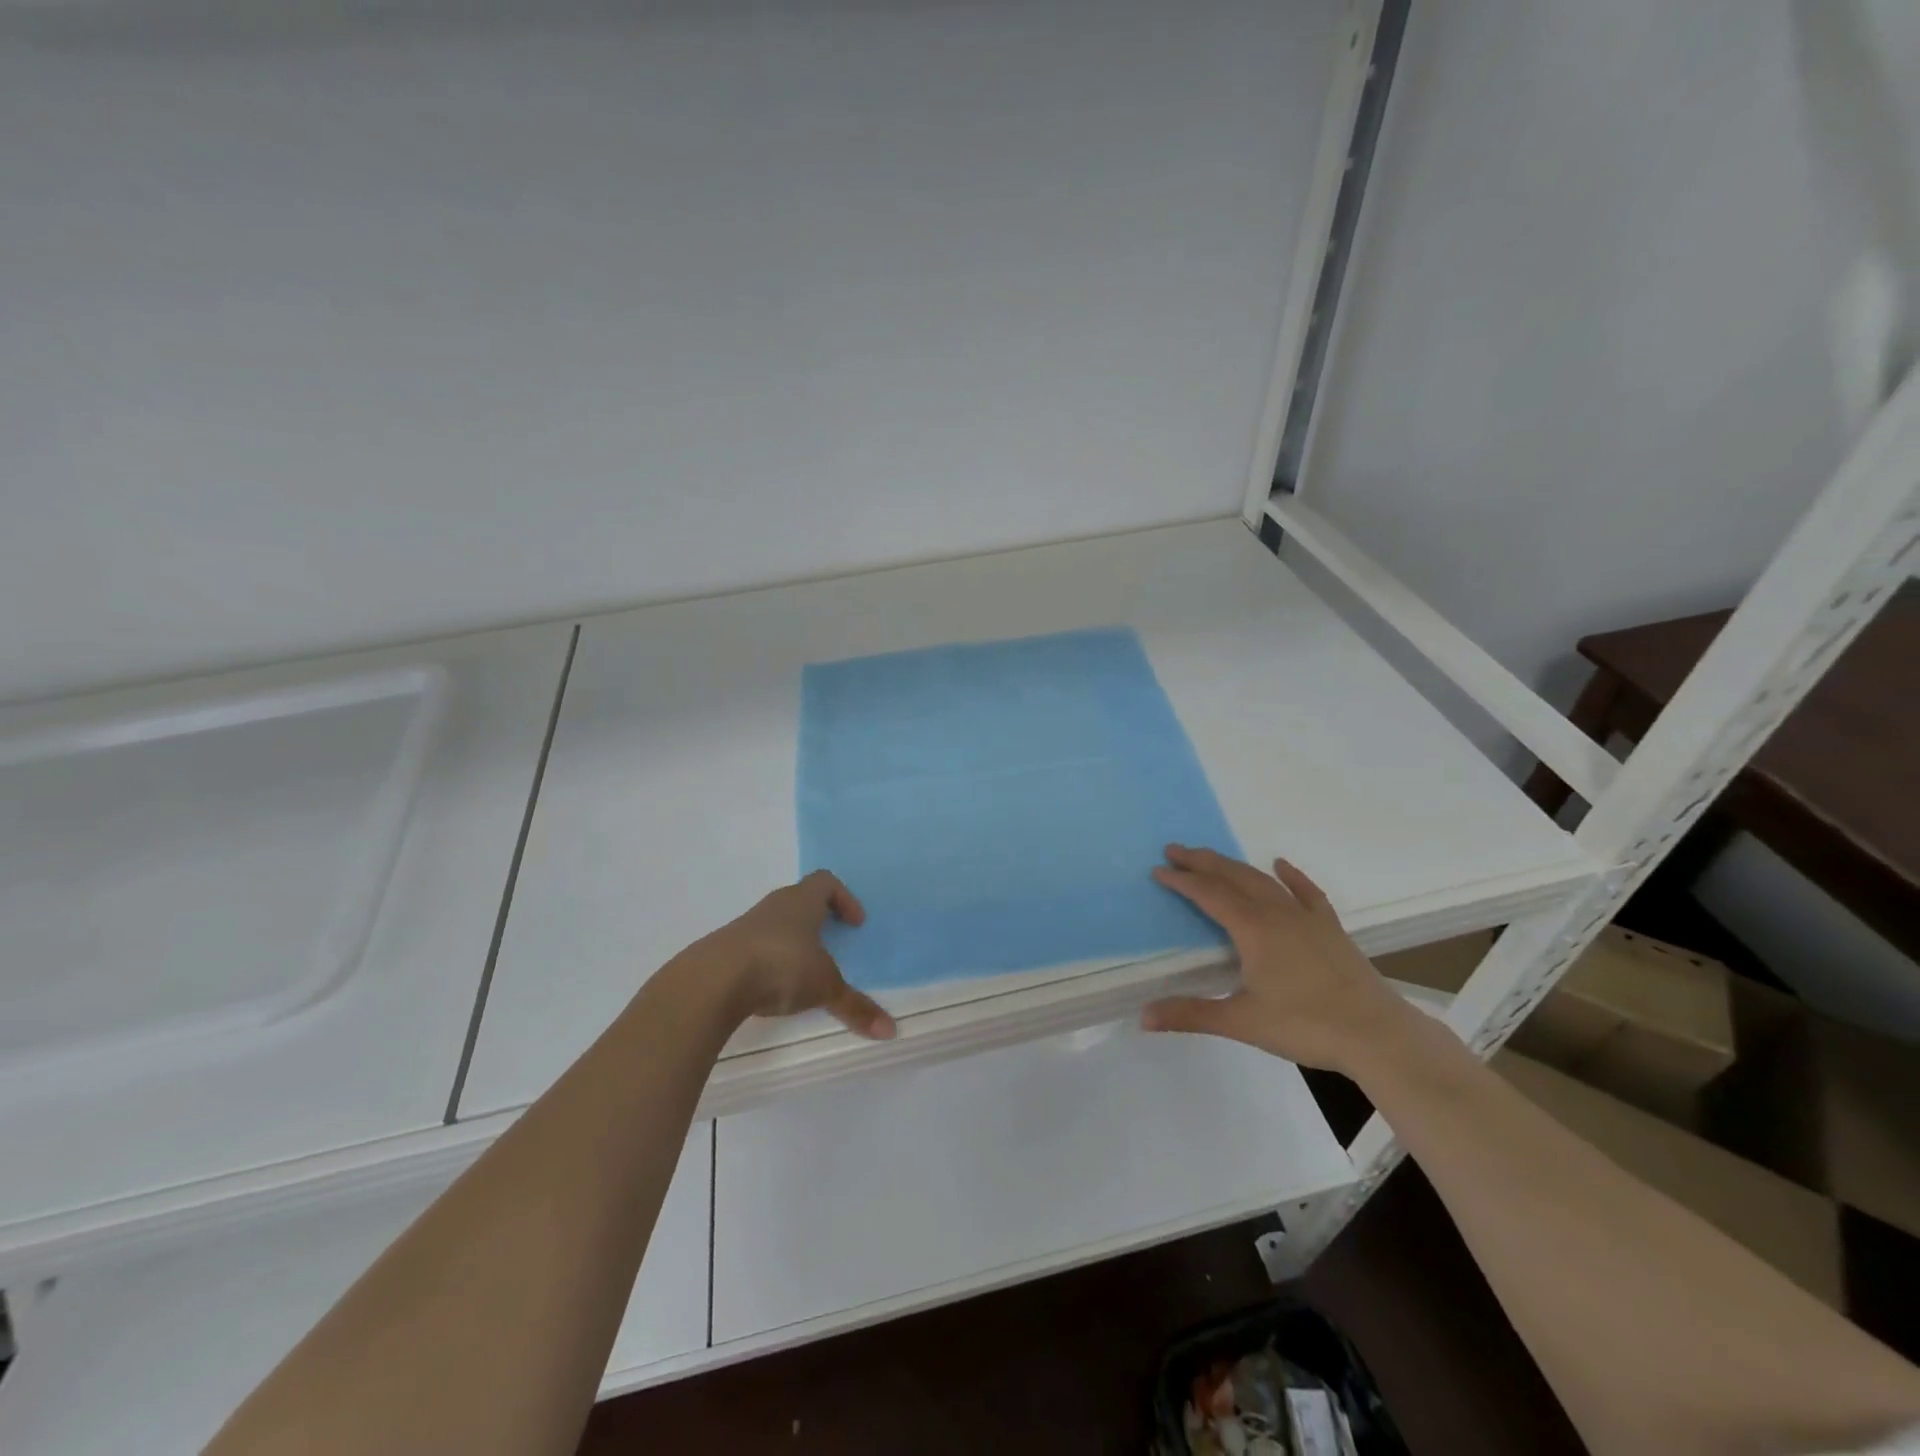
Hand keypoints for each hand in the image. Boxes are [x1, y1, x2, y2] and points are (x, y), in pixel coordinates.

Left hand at [699, 871, 895, 1039]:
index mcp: (802, 902)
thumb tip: (891, 1031)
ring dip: (792, 941)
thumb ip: (856, 1006)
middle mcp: (774, 906)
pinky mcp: (726, 949)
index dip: (844, 898)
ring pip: (776, 924)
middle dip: (819, 920)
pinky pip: (755, 946)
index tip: (855, 923)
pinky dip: (769, 961)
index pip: (825, 882)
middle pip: (800, 900)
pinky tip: (772, 987)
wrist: (712, 980)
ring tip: (804, 971)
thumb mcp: (824, 987)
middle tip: (833, 944)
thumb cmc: (780, 966)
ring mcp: (746, 926)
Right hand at [1140, 845, 1417, 1075]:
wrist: (1377, 1034)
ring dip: (1234, 866)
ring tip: (1212, 858)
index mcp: (1253, 929)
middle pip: (1233, 877)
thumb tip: (1143, 1016)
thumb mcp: (1242, 1022)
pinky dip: (1291, 876)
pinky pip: (1307, 892)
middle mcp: (1277, 913)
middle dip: (1202, 861)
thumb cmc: (1306, 1025)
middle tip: (1176, 849)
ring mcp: (1307, 917)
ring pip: (1263, 880)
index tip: (1158, 870)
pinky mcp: (1330, 928)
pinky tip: (1281, 865)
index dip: (1182, 881)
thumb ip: (1191, 1014)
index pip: (1209, 894)